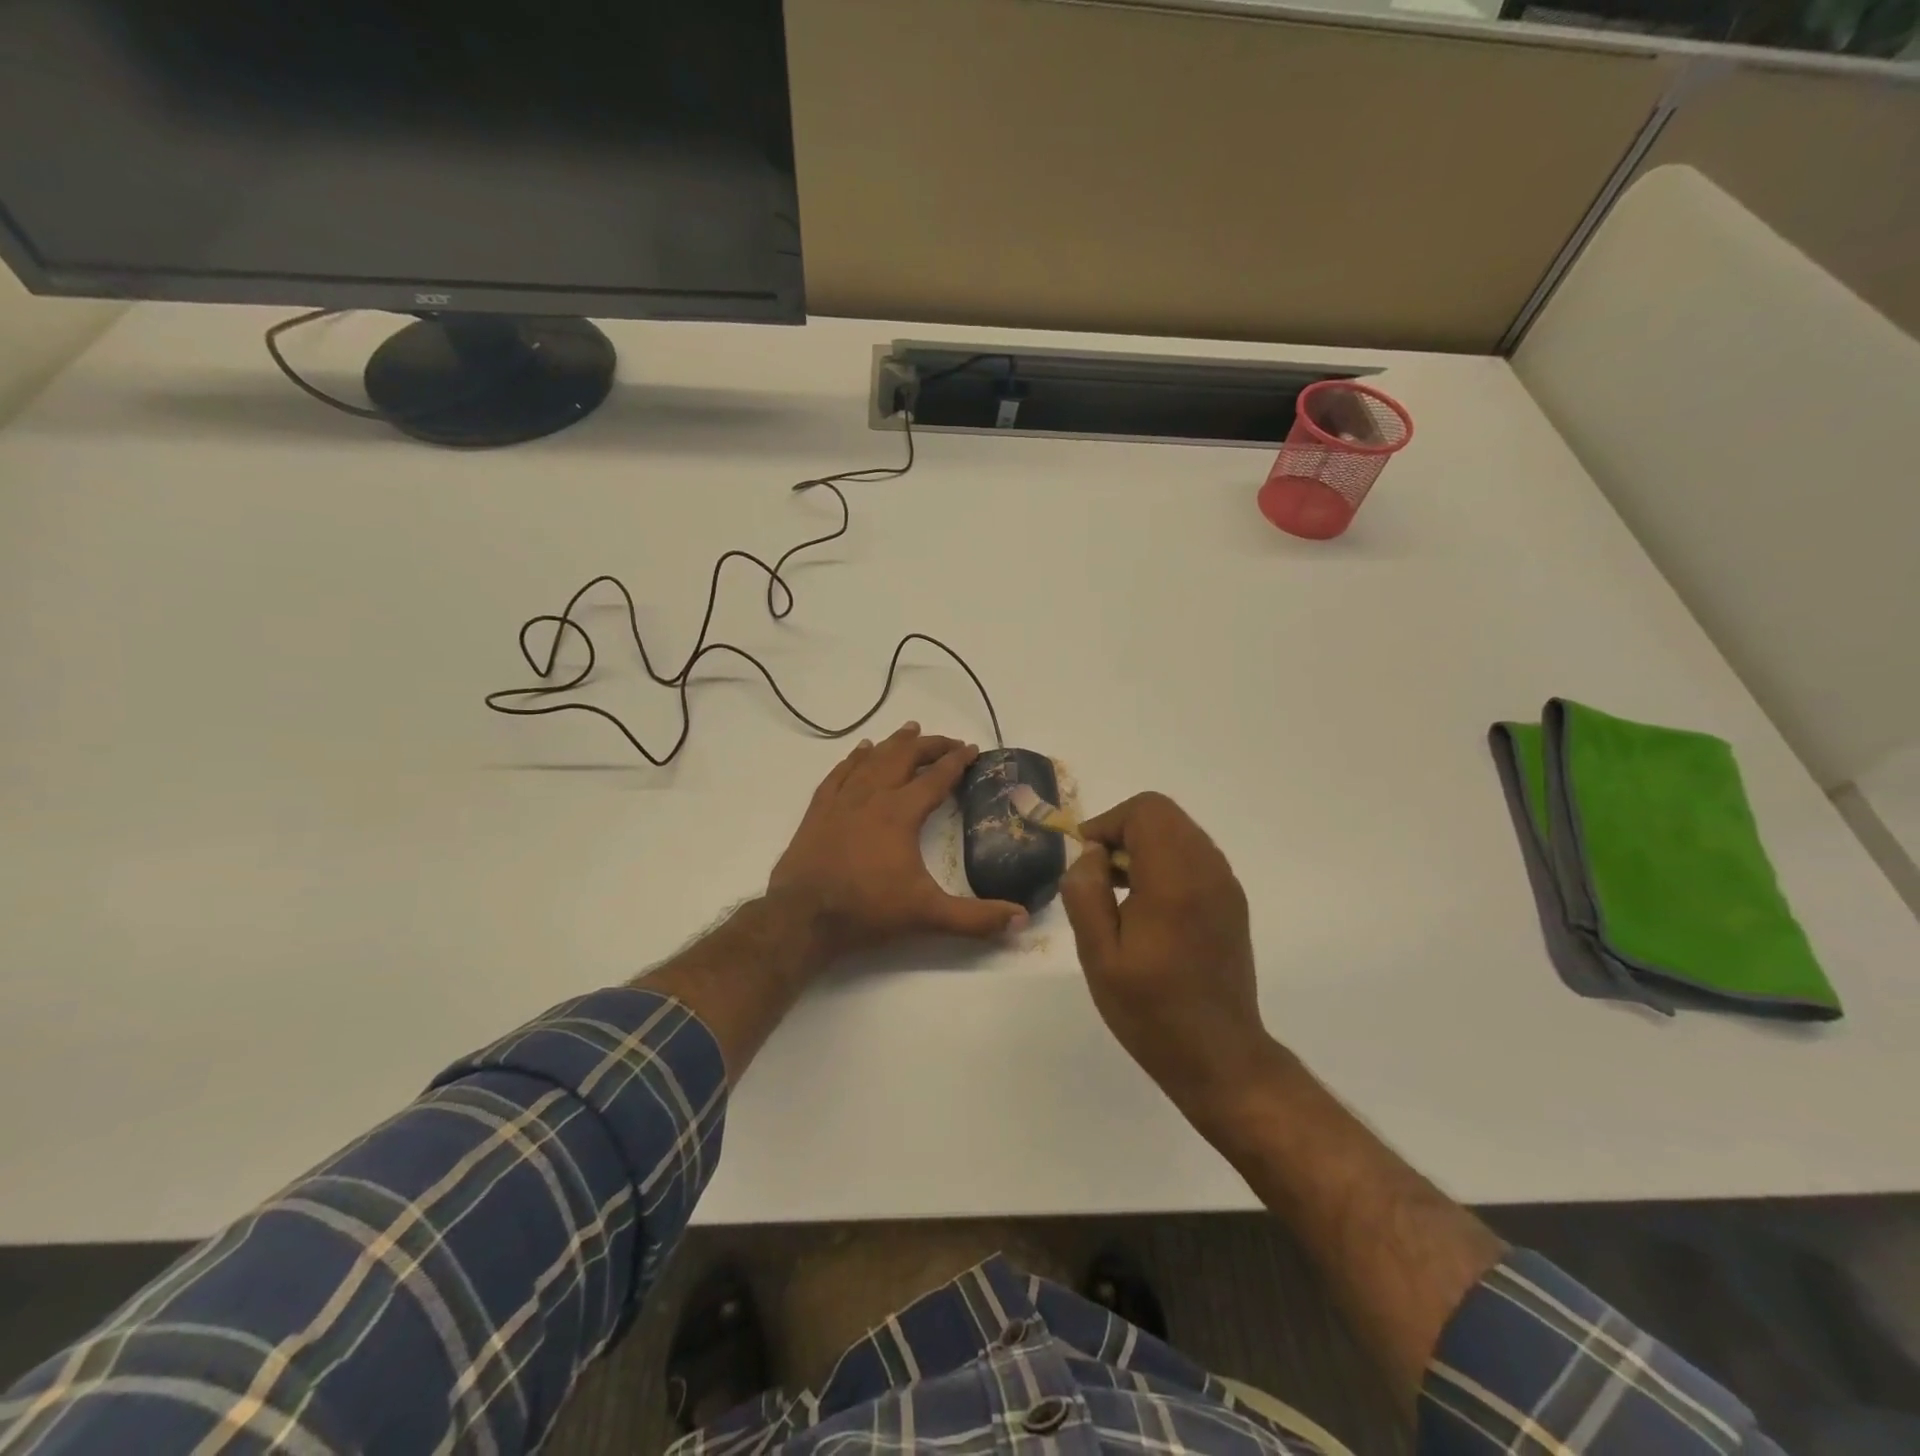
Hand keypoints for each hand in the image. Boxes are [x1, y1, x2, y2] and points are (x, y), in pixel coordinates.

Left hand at [770, 723, 1027, 959]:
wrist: (802, 917)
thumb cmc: (867, 910)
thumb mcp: (927, 915)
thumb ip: (975, 918)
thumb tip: (1022, 919)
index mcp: (901, 813)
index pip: (936, 778)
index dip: (957, 761)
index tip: (972, 749)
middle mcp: (872, 796)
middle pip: (904, 758)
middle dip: (929, 745)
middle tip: (948, 741)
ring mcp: (842, 800)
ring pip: (872, 759)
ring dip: (894, 743)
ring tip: (910, 729)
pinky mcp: (819, 809)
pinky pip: (840, 772)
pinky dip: (855, 757)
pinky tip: (861, 749)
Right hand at [1060, 792, 1276, 1122]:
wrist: (1219, 1057)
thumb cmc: (1151, 1011)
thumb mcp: (1099, 956)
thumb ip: (1086, 893)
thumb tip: (1092, 855)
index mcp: (1175, 880)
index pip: (1145, 811)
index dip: (1108, 823)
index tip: (1087, 862)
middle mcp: (1208, 871)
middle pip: (1163, 815)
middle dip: (1123, 831)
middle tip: (1099, 875)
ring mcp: (1226, 886)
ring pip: (1180, 832)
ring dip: (1144, 846)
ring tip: (1118, 892)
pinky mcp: (1231, 902)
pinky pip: (1194, 856)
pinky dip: (1165, 862)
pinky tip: (1147, 906)